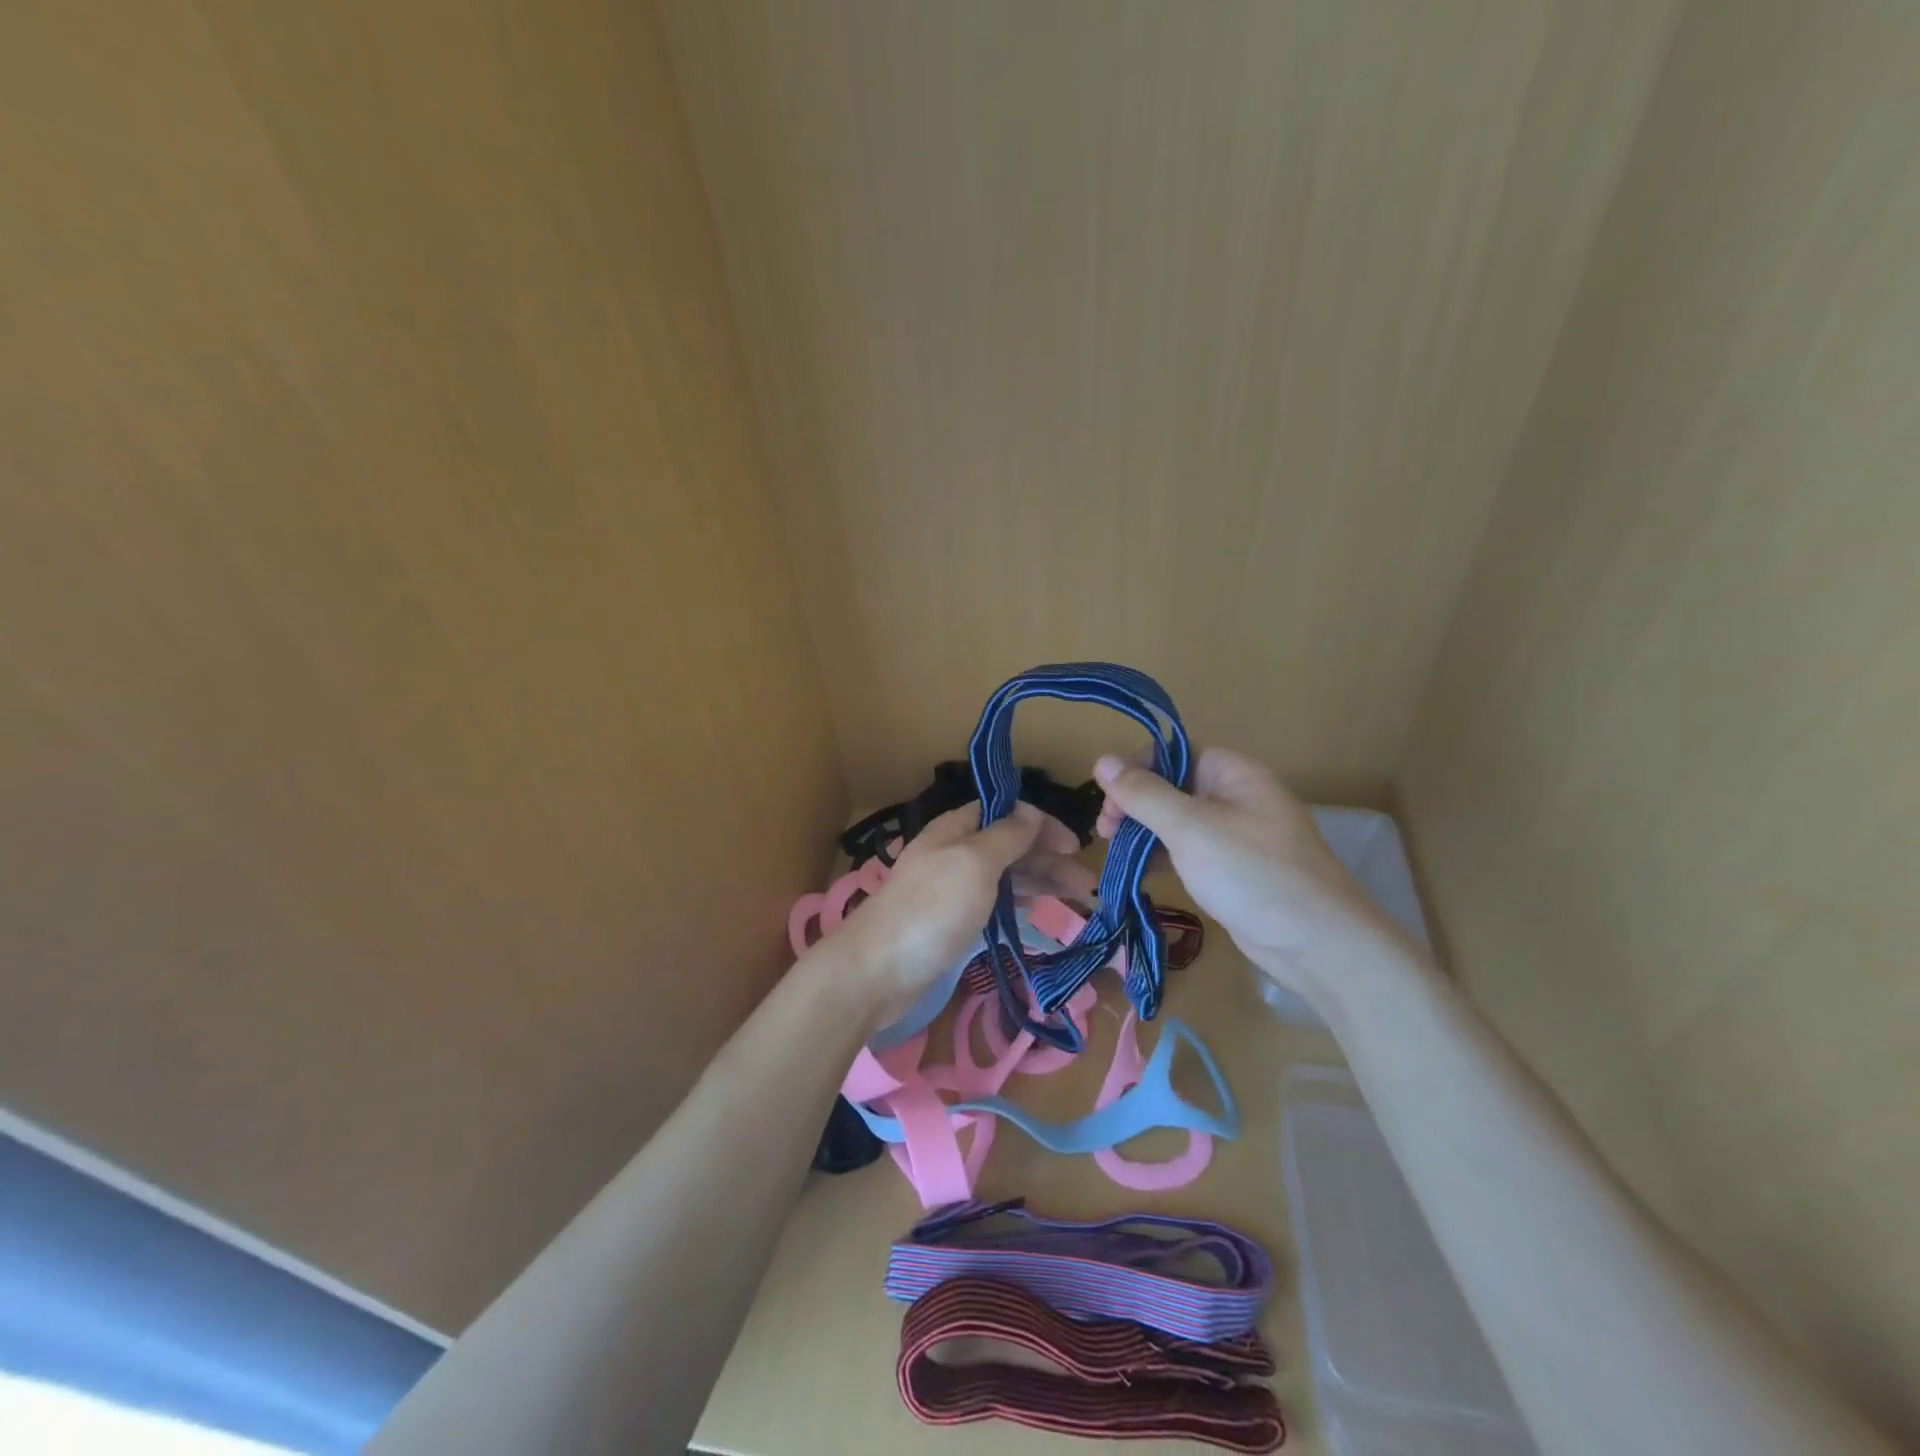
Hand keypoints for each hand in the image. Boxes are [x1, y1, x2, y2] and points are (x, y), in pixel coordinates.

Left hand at [834, 803, 1095, 1023]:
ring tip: (1079, 899)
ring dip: (1040, 881)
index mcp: (956, 828)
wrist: (879, 969)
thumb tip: (1031, 812)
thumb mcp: (974, 863)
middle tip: (1086, 884)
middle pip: (1010, 845)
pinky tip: (1039, 909)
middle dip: (1048, 858)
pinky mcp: (952, 920)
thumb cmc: (931, 909)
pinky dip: (1019, 901)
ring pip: (1005, 874)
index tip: (1075, 847)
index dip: (1042, 824)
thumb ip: (1006, 836)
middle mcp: (955, 852)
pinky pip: (994, 901)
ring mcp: (953, 888)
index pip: (1006, 812)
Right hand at [1093, 748, 1412, 1004]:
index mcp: (1232, 771)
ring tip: (1117, 854)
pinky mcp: (1233, 868)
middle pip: (1171, 786)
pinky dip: (1163, 857)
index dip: (1134, 771)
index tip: (1105, 804)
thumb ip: (1144, 793)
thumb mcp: (1189, 828)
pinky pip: (1188, 851)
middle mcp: (1234, 795)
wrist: (1317, 944)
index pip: (1171, 754)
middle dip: (1134, 805)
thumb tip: (1101, 759)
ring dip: (1144, 833)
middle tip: (1105, 834)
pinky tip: (1141, 872)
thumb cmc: (1251, 873)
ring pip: (1176, 821)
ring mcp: (1235, 834)